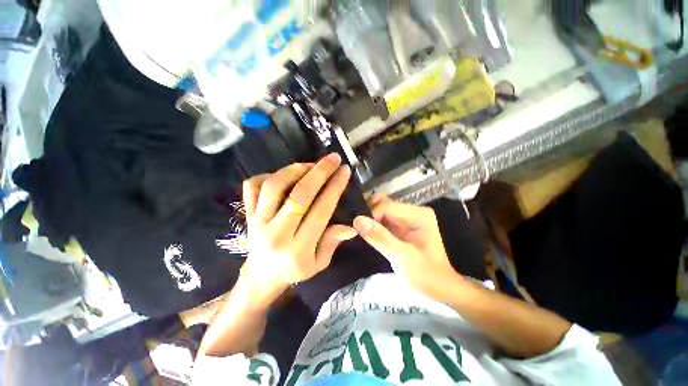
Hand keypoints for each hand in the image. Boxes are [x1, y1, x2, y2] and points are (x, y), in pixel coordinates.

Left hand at [240, 154, 355, 306]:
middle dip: (319, 172)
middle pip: (299, 194)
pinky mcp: (247, 213)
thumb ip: (332, 242)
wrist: (261, 276)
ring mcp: (258, 221)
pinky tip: (284, 175)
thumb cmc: (294, 269)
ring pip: (275, 186)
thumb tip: (351, 226)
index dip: (334, 187)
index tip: (345, 171)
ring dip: (295, 169)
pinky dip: (268, 174)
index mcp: (298, 249)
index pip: (320, 211)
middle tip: (333, 158)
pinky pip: (252, 186)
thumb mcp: (319, 263)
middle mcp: (276, 232)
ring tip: (311, 164)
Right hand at [353, 194, 465, 301]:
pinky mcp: (399, 228)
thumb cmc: (426, 275)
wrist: (439, 289)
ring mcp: (405, 219)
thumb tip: (357, 220)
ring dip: (368, 219)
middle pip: (383, 204)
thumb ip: (380, 238)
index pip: (387, 206)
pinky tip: (363, 233)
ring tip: (357, 230)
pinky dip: (371, 225)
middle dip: (368, 214)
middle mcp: (412, 212)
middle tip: (356, 228)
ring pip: (380, 211)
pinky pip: (381, 221)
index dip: (371, 215)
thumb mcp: (402, 257)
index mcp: (418, 214)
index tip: (358, 229)